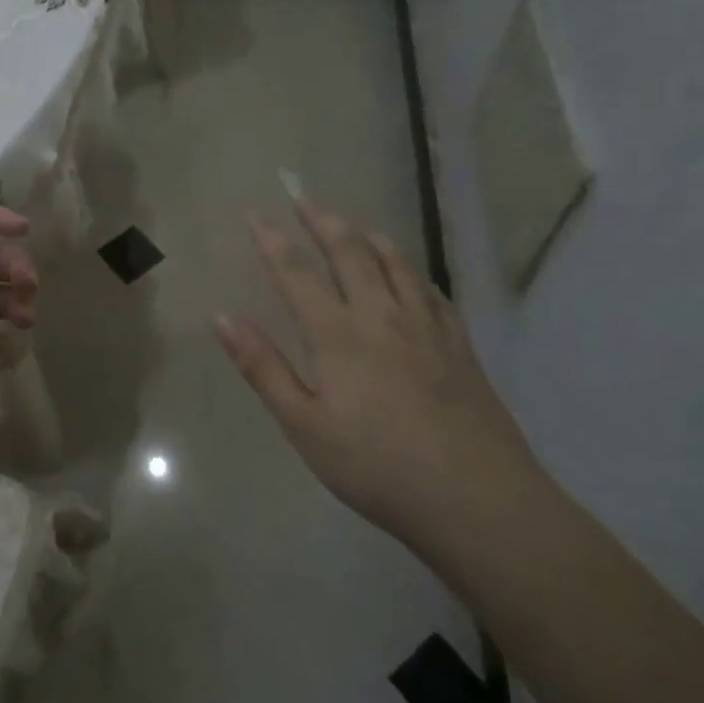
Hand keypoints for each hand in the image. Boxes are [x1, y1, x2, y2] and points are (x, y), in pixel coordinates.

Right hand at [215, 201, 542, 547]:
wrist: (479, 502)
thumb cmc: (377, 467)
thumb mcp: (304, 426)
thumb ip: (263, 368)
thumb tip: (224, 318)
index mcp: (337, 334)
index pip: (297, 273)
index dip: (273, 241)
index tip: (256, 215)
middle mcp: (381, 316)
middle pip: (350, 252)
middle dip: (323, 222)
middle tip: (304, 200)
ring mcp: (427, 328)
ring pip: (395, 263)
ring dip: (368, 236)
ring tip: (353, 224)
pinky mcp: (460, 346)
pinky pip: (432, 291)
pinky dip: (412, 270)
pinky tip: (410, 274)